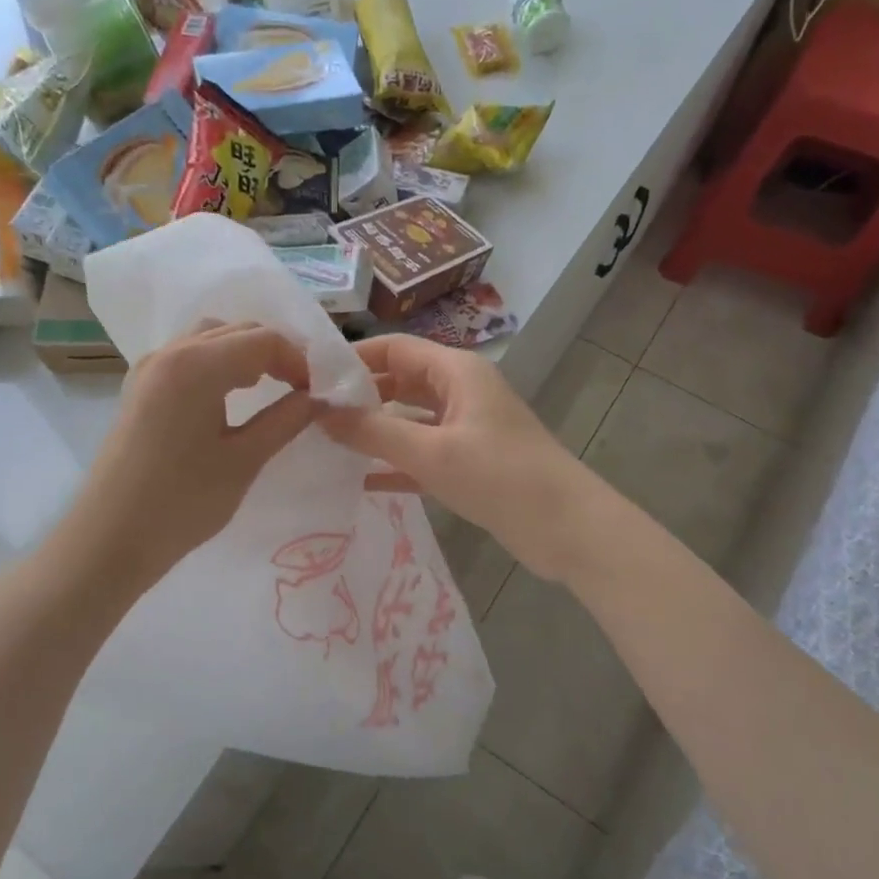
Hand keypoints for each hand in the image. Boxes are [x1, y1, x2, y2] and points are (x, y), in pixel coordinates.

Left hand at [57, 322, 318, 591]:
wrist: (110, 538)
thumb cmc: (182, 502)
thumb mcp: (244, 461)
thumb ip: (285, 421)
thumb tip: (319, 399)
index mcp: (197, 365)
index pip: (263, 340)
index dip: (297, 361)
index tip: (316, 394)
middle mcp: (171, 352)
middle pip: (236, 330)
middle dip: (274, 352)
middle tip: (299, 389)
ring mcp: (149, 367)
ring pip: (209, 338)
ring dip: (244, 353)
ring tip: (266, 388)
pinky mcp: (139, 387)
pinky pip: (187, 355)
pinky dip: (217, 362)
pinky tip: (229, 395)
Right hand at [319, 334, 593, 580]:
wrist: (568, 529)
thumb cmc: (501, 477)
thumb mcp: (432, 453)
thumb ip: (374, 432)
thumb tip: (320, 413)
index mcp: (457, 372)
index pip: (395, 348)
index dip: (354, 358)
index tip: (311, 377)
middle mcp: (461, 392)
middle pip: (400, 381)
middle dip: (360, 396)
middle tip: (311, 415)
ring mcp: (465, 429)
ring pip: (409, 420)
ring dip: (374, 431)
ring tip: (326, 444)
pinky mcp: (469, 464)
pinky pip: (421, 455)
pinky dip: (394, 463)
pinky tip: (359, 480)